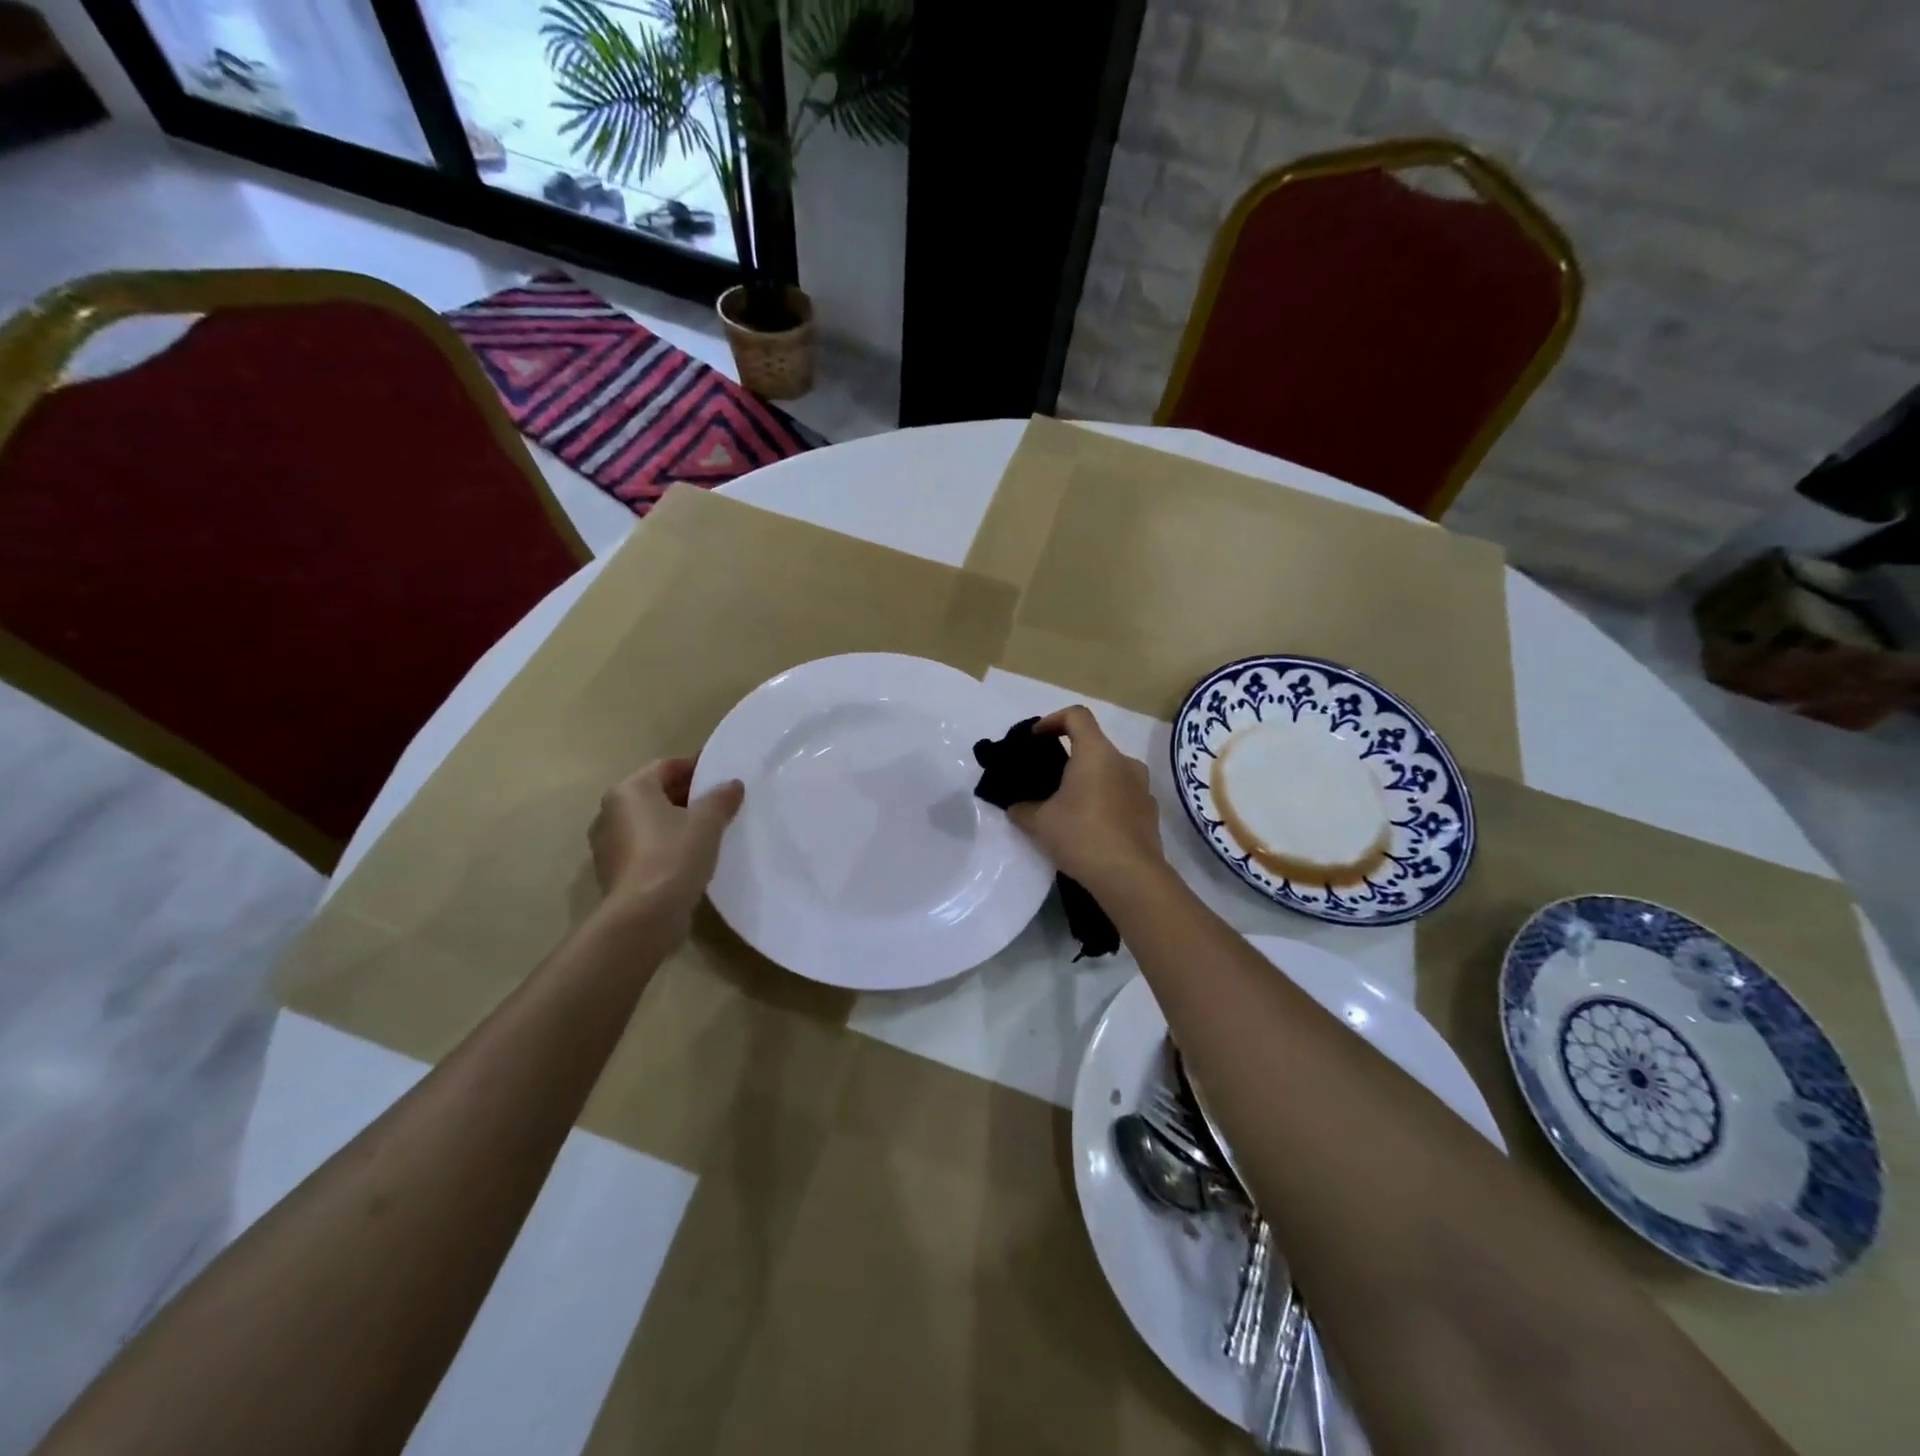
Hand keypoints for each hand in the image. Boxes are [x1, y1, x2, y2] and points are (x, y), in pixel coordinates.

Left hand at [589, 759, 743, 924]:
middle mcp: (610, 812)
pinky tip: (692, 856)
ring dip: (677, 822)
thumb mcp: (707, 821)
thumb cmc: (674, 855)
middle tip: (721, 802)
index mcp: (629, 790)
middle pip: (655, 794)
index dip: (696, 768)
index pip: (666, 767)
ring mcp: (609, 845)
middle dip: (688, 796)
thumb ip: (721, 798)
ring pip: (650, 822)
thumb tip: (732, 784)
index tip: (722, 775)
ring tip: (710, 830)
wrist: (644, 916)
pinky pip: (646, 847)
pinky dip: (667, 845)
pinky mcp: (615, 872)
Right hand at [1006, 707, 1166, 893]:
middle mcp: (1124, 762)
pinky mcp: (1150, 812)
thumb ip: (1022, 809)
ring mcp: (1142, 787)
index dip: (1052, 720)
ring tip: (1068, 808)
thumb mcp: (1040, 823)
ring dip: (1089, 782)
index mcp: (1096, 753)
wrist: (1131, 877)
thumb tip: (1015, 808)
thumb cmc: (1082, 835)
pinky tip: (1091, 829)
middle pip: (1094, 745)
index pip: (1076, 715)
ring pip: (1110, 772)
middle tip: (1047, 780)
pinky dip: (1105, 802)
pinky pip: (1123, 796)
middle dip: (1069, 758)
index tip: (1036, 739)